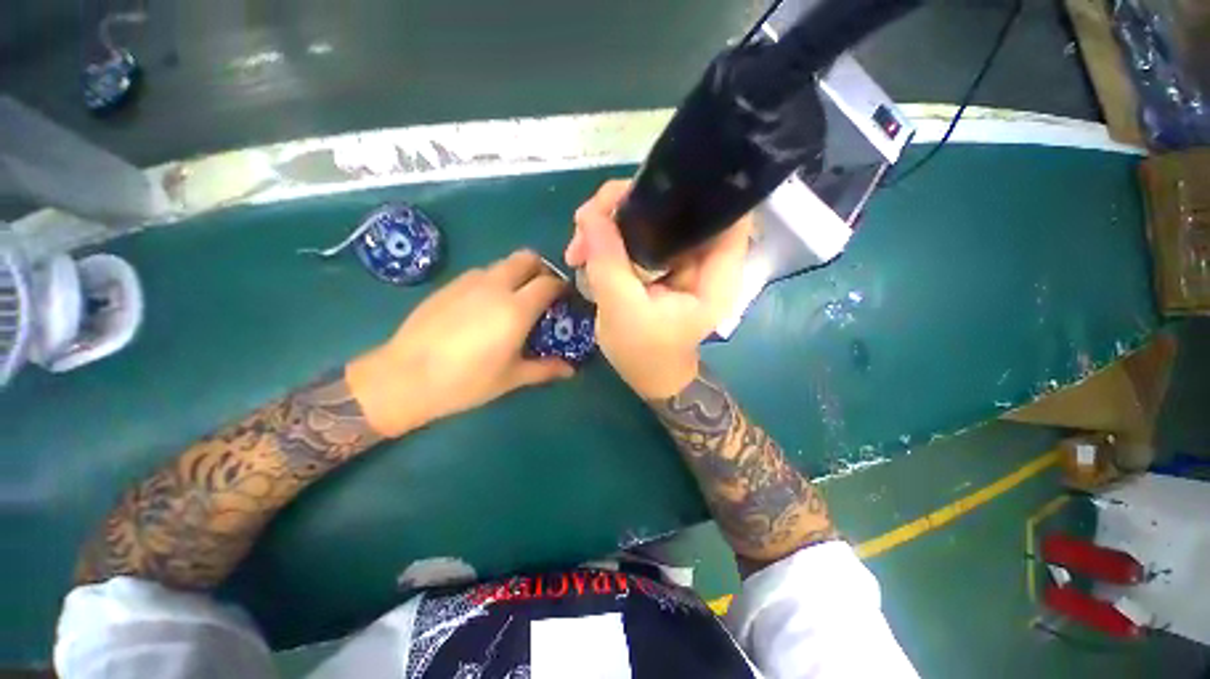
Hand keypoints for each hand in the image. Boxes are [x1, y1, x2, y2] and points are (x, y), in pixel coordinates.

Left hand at [347, 250, 574, 436]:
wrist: (405, 377)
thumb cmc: (466, 381)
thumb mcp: (511, 378)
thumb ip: (545, 369)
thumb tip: (571, 370)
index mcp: (516, 309)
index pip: (549, 283)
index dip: (562, 287)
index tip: (565, 298)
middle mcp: (496, 286)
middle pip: (527, 258)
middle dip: (541, 269)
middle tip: (543, 292)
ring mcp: (469, 282)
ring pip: (503, 263)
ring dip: (517, 273)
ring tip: (515, 299)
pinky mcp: (450, 285)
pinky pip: (482, 272)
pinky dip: (495, 280)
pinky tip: (486, 306)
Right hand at [566, 180, 750, 398]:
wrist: (646, 374)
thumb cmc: (644, 354)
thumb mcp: (623, 311)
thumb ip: (609, 262)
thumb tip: (590, 213)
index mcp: (715, 275)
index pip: (727, 215)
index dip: (700, 189)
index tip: (652, 183)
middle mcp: (702, 260)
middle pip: (678, 208)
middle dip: (630, 205)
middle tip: (587, 220)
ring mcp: (679, 259)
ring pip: (651, 219)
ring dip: (611, 223)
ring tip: (578, 244)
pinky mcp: (659, 263)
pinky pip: (637, 235)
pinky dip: (610, 237)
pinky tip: (585, 251)